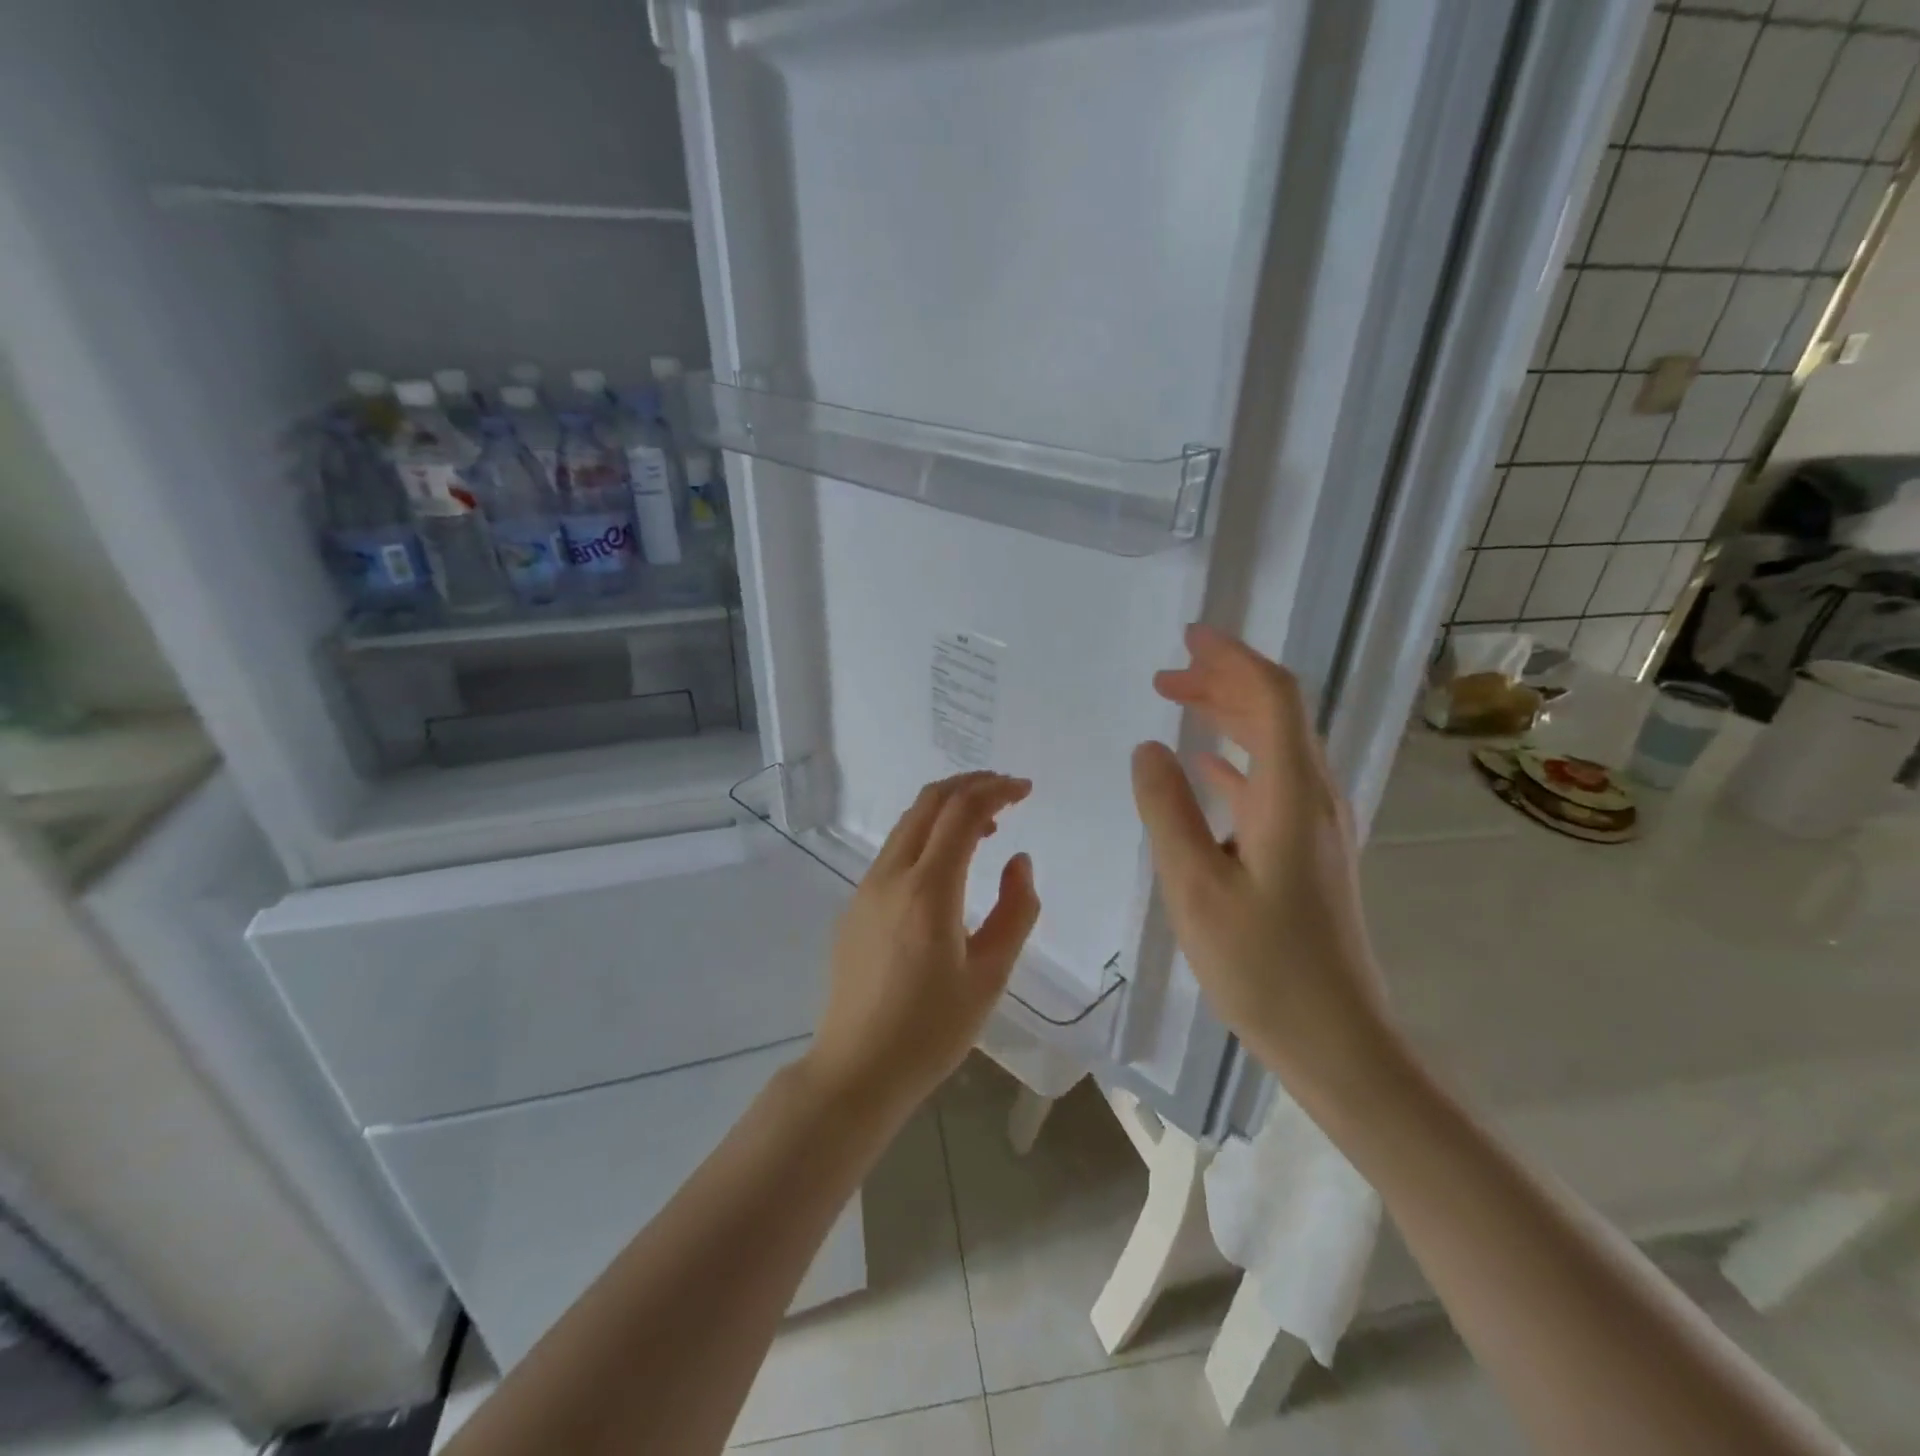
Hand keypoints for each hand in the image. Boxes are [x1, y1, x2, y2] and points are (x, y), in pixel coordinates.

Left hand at [804, 772, 1040, 1117]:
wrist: (857, 1069)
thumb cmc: (932, 1029)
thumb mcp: (990, 975)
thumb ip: (1015, 911)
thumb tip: (1018, 861)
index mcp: (928, 889)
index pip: (962, 812)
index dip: (997, 790)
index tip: (1026, 790)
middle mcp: (891, 875)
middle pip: (929, 802)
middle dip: (970, 785)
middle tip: (1007, 791)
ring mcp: (867, 888)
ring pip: (909, 824)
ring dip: (947, 809)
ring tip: (987, 825)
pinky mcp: (855, 905)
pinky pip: (895, 851)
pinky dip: (927, 836)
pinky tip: (948, 865)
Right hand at [1130, 626, 1399, 1107]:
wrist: (1337, 1040)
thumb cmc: (1262, 966)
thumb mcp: (1195, 886)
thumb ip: (1167, 809)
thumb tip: (1149, 748)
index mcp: (1290, 795)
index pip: (1272, 697)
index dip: (1232, 659)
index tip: (1188, 638)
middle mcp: (1313, 797)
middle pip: (1276, 713)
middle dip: (1223, 682)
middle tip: (1166, 675)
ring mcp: (1316, 825)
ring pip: (1274, 746)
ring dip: (1228, 717)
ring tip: (1177, 705)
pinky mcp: (1309, 851)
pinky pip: (1272, 782)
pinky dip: (1236, 759)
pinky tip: (1205, 769)